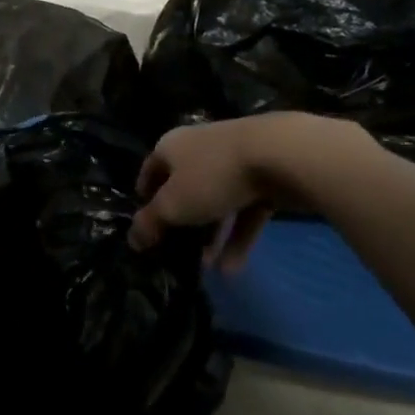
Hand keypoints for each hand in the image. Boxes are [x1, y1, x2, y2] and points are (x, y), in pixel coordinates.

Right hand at [128, 115, 366, 269]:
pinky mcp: (266, 178)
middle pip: (185, 188)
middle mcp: (201, 149)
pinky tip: (234, 268)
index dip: (145, 198)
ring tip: (206, 268)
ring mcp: (236, 162)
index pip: (150, 170)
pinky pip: (246, 210)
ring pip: (217, 203)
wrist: (282, 155)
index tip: (145, 227)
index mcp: (172, 146)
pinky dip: (238, 236)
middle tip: (176, 252)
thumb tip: (132, 240)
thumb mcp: (173, 205)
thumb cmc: (214, 176)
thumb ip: (150, 223)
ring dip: (211, 235)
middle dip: (181, 223)